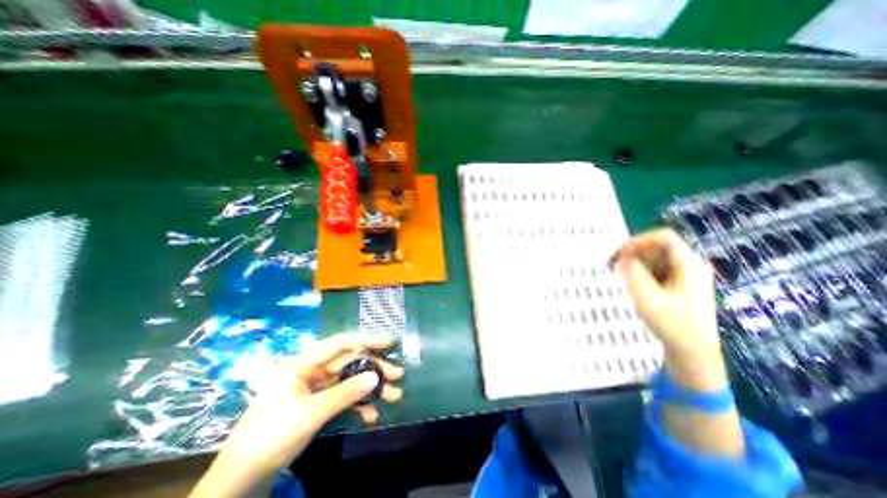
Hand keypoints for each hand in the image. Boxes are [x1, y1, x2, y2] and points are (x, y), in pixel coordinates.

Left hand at [194, 334, 404, 496]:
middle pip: (349, 364)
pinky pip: (342, 399)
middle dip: (374, 370)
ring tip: (393, 397)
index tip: (388, 344)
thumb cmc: (272, 436)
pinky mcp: (317, 404)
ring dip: (370, 390)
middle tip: (398, 377)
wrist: (241, 480)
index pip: (340, 343)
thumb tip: (376, 376)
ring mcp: (315, 388)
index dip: (365, 341)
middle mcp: (311, 371)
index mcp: (303, 364)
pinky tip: (371, 416)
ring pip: (349, 381)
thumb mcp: (311, 413)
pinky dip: (358, 406)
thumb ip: (346, 393)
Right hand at [610, 229, 727, 391]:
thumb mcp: (646, 296)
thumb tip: (623, 256)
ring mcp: (689, 276)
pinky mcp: (682, 286)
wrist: (693, 354)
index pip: (663, 237)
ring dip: (637, 264)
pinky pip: (659, 270)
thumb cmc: (671, 325)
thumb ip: (632, 271)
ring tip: (623, 279)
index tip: (619, 254)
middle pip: (659, 247)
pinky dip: (643, 273)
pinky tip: (635, 286)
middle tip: (614, 267)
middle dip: (634, 254)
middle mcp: (692, 266)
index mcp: (690, 265)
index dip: (638, 241)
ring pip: (657, 259)